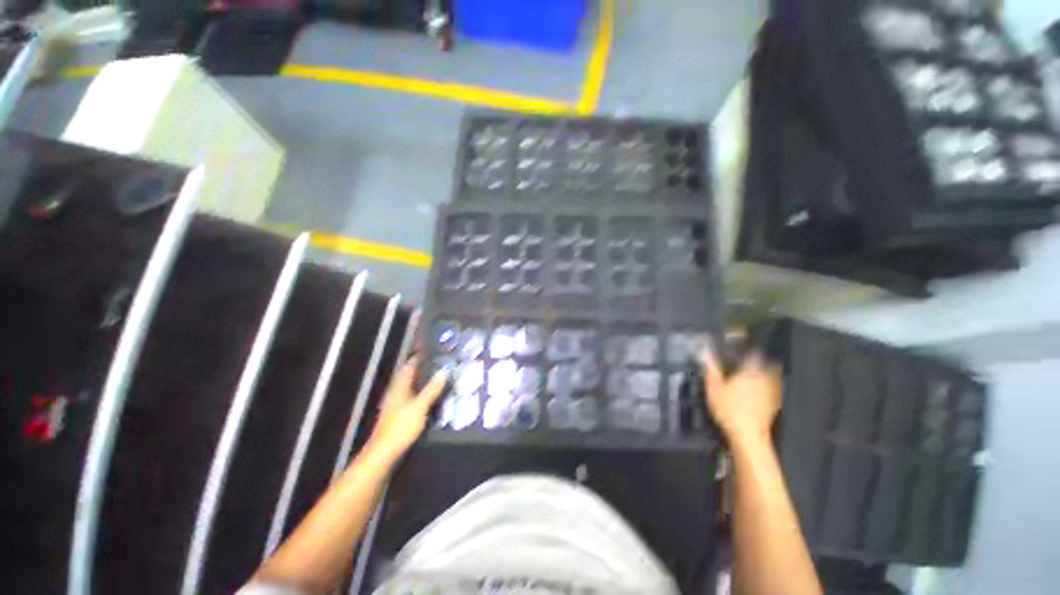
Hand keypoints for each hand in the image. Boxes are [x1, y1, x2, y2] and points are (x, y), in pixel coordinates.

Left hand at [367, 357, 447, 460]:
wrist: (384, 452)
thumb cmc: (401, 426)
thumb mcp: (420, 406)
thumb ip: (432, 389)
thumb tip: (443, 371)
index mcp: (399, 387)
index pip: (408, 366)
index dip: (418, 358)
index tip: (430, 350)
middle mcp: (395, 392)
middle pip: (408, 376)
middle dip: (421, 368)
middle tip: (437, 362)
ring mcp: (395, 404)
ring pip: (409, 386)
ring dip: (420, 380)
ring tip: (436, 376)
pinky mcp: (397, 414)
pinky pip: (410, 396)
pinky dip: (419, 392)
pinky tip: (428, 396)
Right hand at [700, 347, 781, 442]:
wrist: (747, 435)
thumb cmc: (729, 408)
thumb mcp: (713, 387)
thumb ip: (711, 369)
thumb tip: (706, 353)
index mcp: (749, 372)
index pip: (754, 355)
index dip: (750, 349)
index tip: (747, 347)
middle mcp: (764, 380)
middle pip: (768, 366)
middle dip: (763, 362)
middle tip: (754, 360)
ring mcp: (771, 394)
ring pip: (772, 378)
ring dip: (767, 375)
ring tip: (757, 375)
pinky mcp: (774, 407)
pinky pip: (773, 392)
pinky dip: (768, 389)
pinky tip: (759, 393)